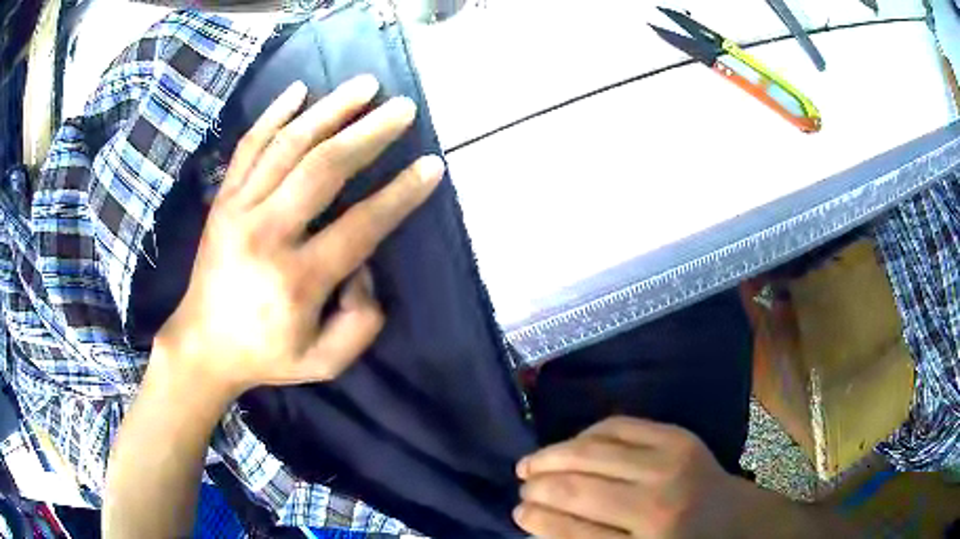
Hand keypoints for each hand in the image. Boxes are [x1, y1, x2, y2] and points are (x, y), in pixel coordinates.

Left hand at [153, 75, 444, 401]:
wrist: (203, 345)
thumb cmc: (266, 355)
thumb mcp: (325, 362)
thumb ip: (361, 323)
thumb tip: (364, 267)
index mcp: (296, 280)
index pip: (360, 225)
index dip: (401, 193)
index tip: (431, 165)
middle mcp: (266, 234)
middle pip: (324, 169)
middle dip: (370, 133)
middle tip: (403, 108)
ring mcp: (238, 210)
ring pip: (288, 145)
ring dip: (330, 109)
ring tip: (365, 84)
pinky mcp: (222, 200)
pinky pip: (249, 147)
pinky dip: (274, 114)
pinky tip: (299, 89)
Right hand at [514, 417, 752, 537]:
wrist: (731, 518)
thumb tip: (537, 521)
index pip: (573, 532)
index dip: (538, 519)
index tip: (517, 511)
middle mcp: (658, 502)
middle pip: (579, 489)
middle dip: (539, 486)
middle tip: (522, 486)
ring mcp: (671, 462)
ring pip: (592, 451)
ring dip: (552, 455)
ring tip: (531, 463)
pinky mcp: (678, 435)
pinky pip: (618, 425)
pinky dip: (586, 434)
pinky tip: (571, 445)